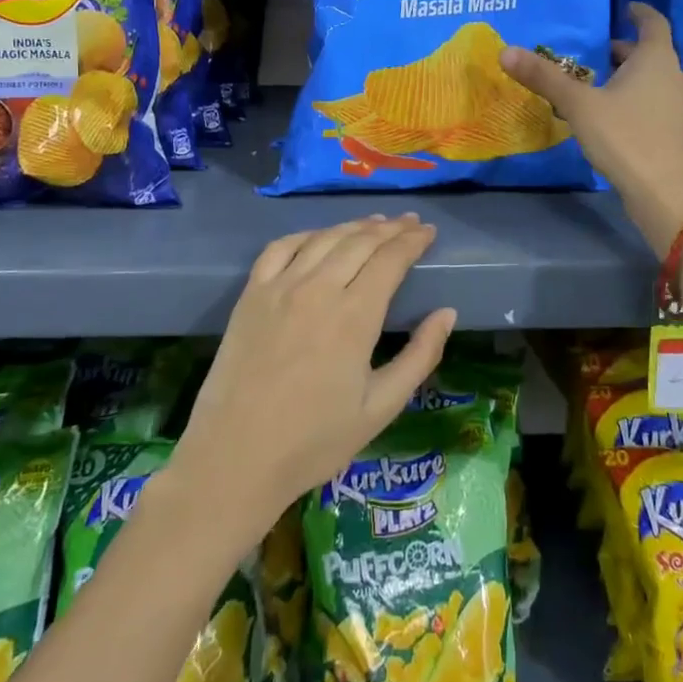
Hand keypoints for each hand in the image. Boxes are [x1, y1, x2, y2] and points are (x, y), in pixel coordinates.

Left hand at [172, 215, 455, 540]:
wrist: (235, 458)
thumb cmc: (314, 441)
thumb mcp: (381, 408)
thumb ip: (419, 357)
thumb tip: (447, 313)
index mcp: (355, 316)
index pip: (390, 259)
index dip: (412, 241)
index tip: (428, 232)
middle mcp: (318, 289)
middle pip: (360, 241)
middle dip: (390, 228)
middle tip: (410, 223)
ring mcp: (280, 287)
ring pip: (324, 238)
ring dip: (354, 226)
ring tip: (375, 223)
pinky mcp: (251, 294)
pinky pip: (281, 247)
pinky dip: (307, 234)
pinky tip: (319, 236)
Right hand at [500, 3, 682, 253]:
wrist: (665, 194)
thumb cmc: (625, 137)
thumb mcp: (579, 105)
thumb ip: (545, 78)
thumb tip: (506, 51)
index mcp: (656, 59)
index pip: (654, 23)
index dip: (639, 13)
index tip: (625, 8)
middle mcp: (675, 76)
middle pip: (651, 53)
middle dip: (624, 51)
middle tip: (594, 53)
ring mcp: (681, 106)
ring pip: (654, 80)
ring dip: (629, 77)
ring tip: (597, 84)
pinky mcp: (679, 132)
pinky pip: (656, 103)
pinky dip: (637, 99)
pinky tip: (613, 116)